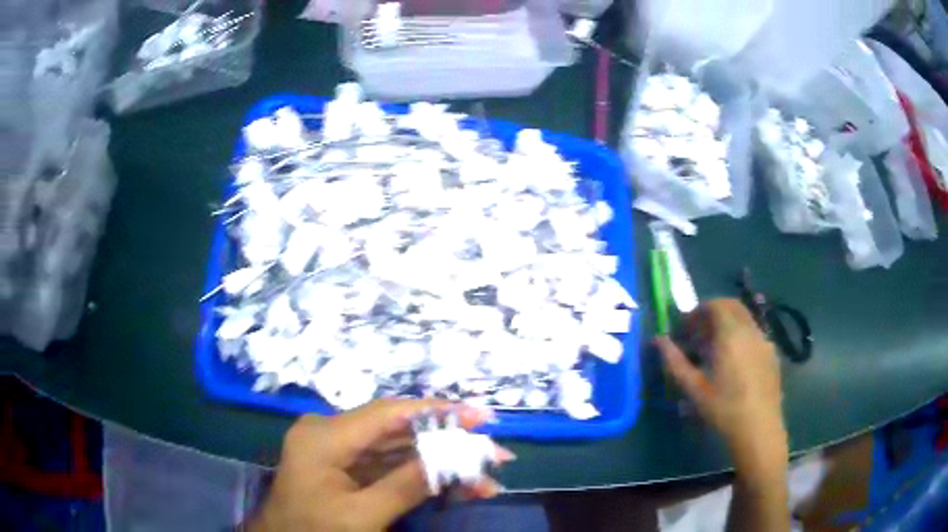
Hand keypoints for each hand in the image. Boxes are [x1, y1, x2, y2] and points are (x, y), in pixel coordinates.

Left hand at [249, 399, 508, 531]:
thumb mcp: (361, 516)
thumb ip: (406, 485)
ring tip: (486, 476)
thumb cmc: (313, 531)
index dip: (437, 412)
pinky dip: (422, 477)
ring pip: (399, 451)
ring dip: (441, 464)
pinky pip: (389, 467)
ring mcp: (339, 451)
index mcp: (325, 436)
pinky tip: (457, 486)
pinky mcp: (346, 468)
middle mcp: (331, 433)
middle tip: (494, 453)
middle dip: (448, 444)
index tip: (480, 417)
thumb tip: (456, 456)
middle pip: (398, 432)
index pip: (389, 414)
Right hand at [656, 299, 787, 475]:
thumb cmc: (723, 410)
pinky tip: (734, 362)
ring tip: (714, 349)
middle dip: (713, 312)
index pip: (715, 305)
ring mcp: (765, 341)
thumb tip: (658, 340)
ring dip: (728, 323)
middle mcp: (750, 330)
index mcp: (731, 335)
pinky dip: (741, 335)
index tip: (685, 328)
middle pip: (732, 305)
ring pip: (745, 319)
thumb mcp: (694, 389)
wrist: (759, 429)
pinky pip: (754, 333)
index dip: (698, 311)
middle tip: (698, 333)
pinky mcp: (772, 354)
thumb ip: (675, 362)